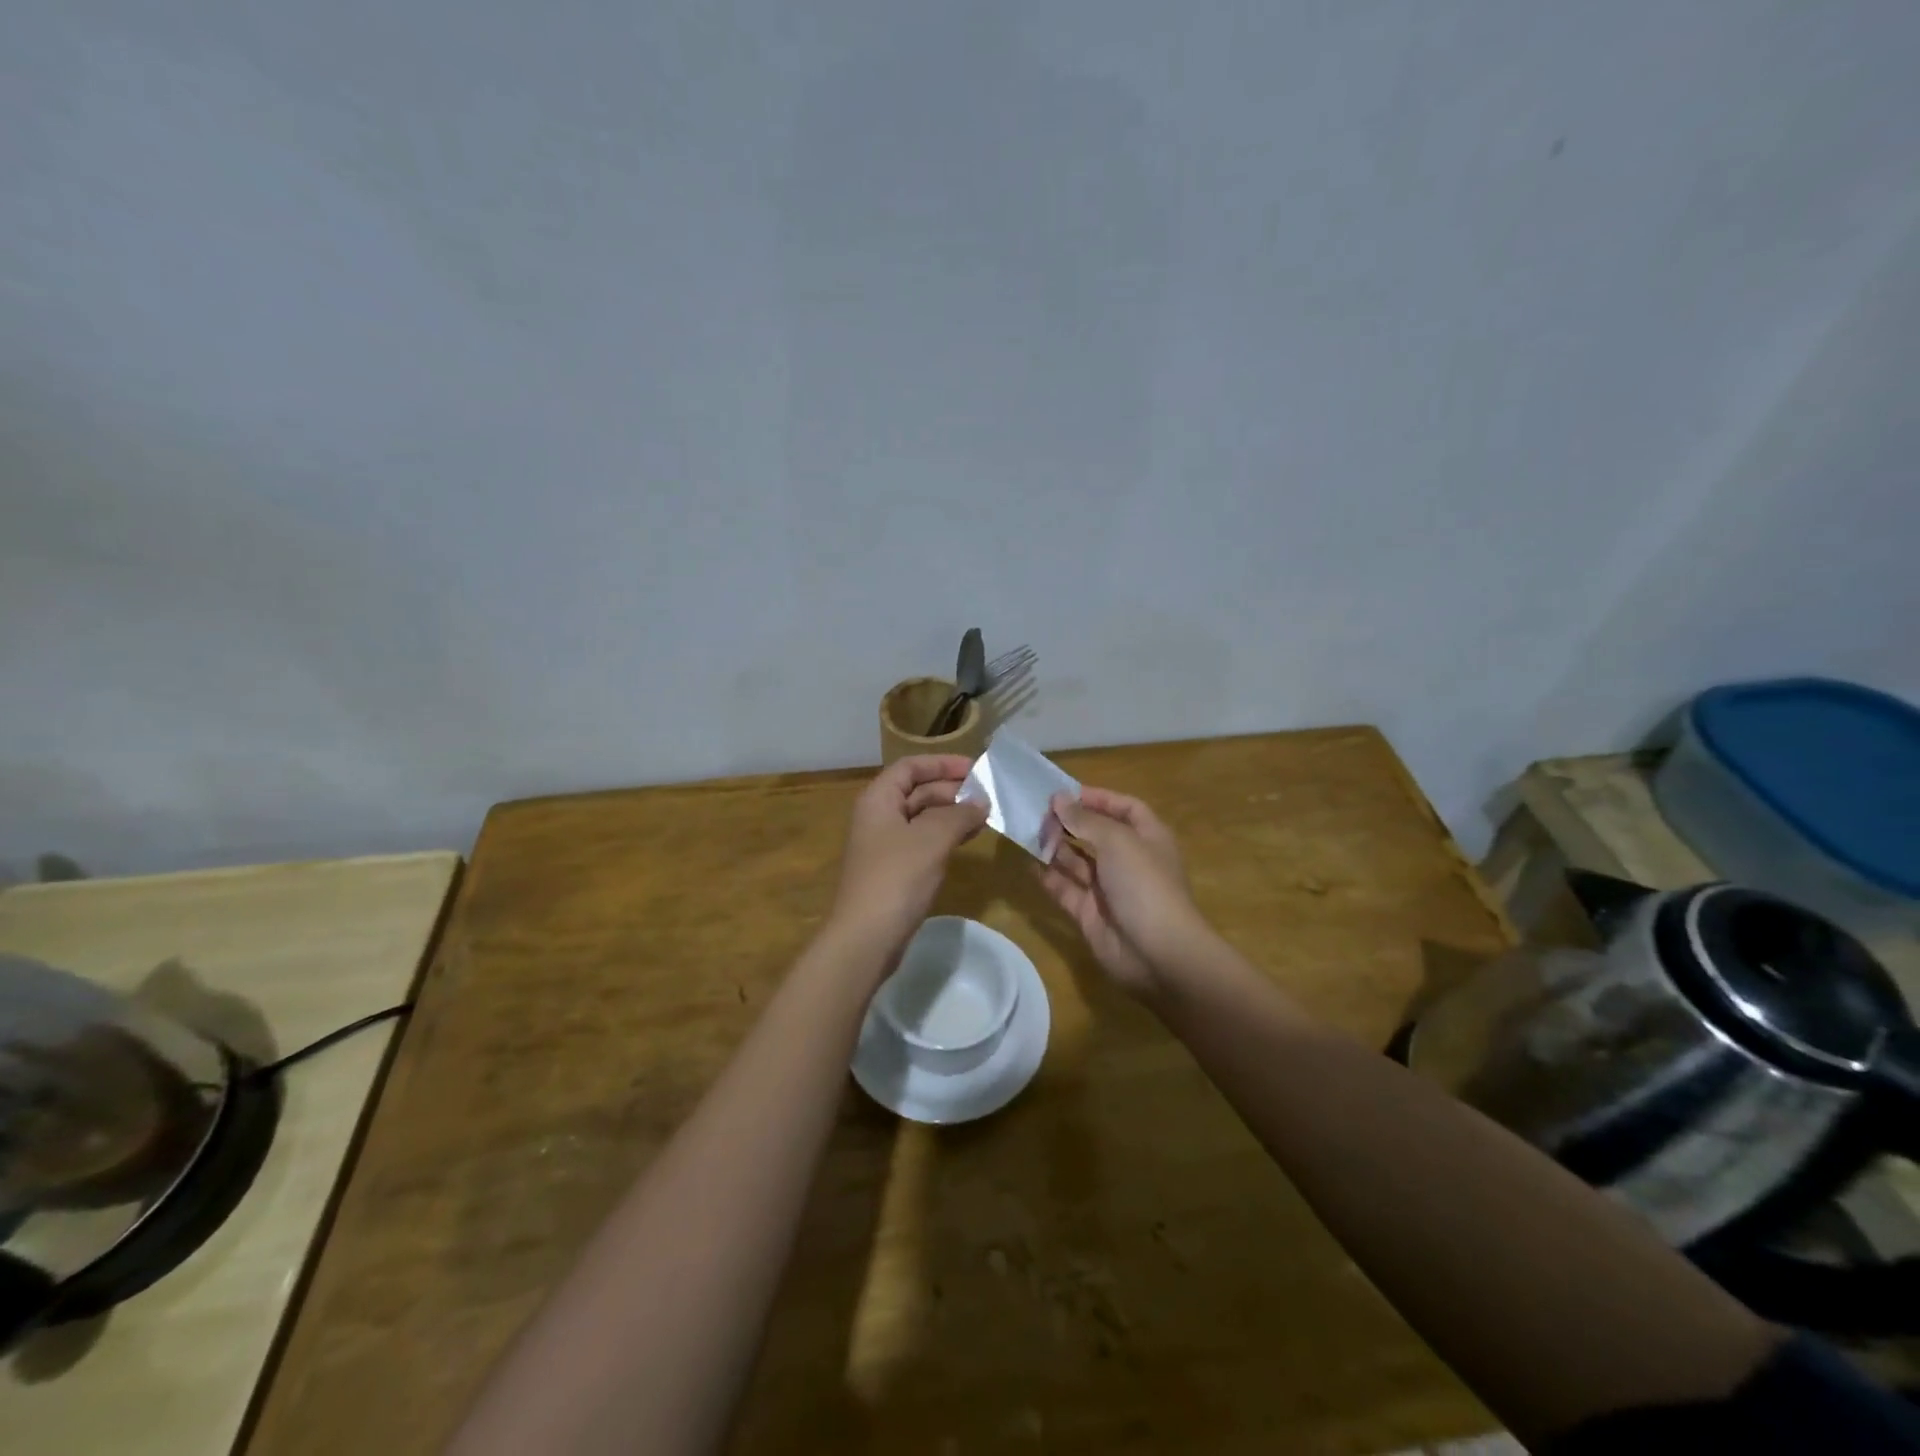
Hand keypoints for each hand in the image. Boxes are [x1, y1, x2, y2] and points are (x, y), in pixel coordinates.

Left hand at [828, 755, 988, 955]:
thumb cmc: (897, 878)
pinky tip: (967, 840)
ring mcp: (884, 846)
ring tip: (985, 817)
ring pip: (921, 818)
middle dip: (951, 790)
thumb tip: (981, 803)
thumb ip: (959, 815)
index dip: (942, 763)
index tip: (975, 769)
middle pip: (916, 791)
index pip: (910, 767)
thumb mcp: (932, 838)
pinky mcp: (893, 871)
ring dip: (951, 814)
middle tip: (987, 796)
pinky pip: (922, 842)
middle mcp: (877, 817)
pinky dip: (944, 836)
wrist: (866, 937)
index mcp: (878, 800)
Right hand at [1037, 786, 1216, 998]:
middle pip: (1097, 834)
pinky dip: (1049, 877)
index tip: (1065, 793)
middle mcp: (1129, 860)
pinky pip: (1066, 889)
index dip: (1098, 798)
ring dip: (1056, 847)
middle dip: (1070, 822)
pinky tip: (1029, 864)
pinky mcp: (1090, 914)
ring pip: (1078, 861)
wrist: (1159, 954)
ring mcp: (1109, 889)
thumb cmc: (1144, 885)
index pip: (1125, 808)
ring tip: (1029, 834)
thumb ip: (1085, 820)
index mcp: (1147, 838)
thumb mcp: (1117, 842)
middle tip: (1038, 814)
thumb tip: (1059, 799)